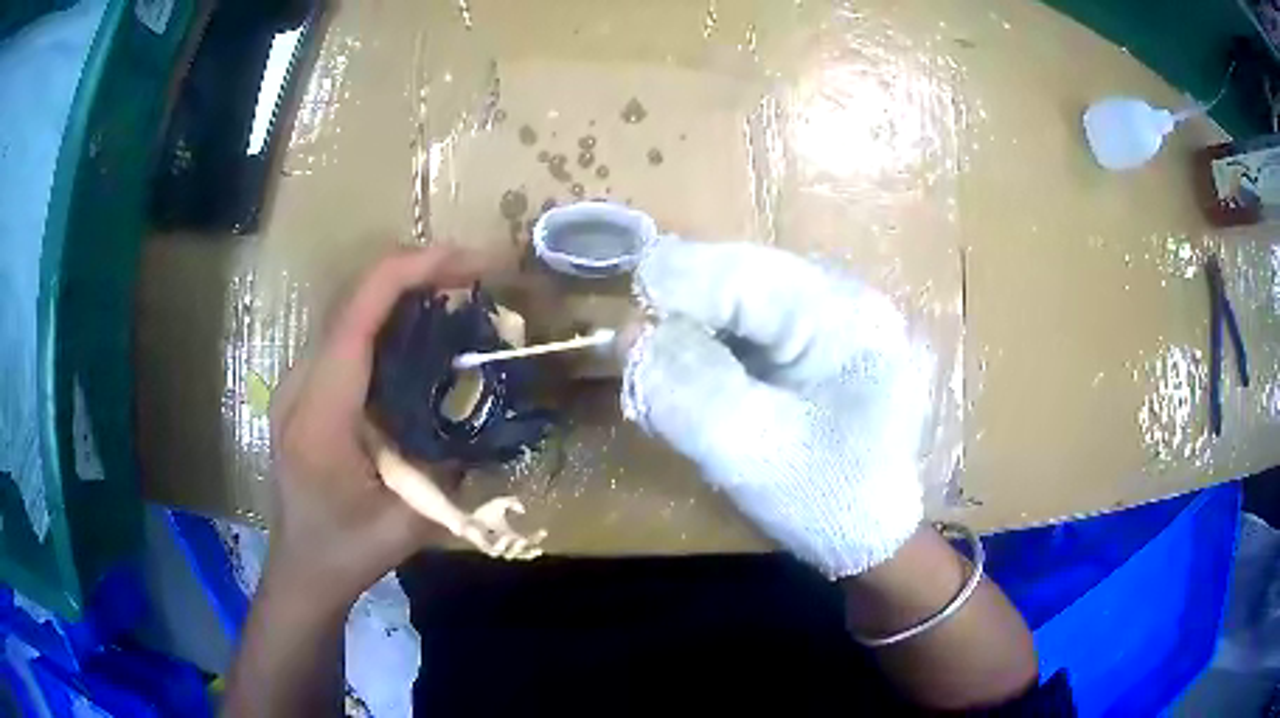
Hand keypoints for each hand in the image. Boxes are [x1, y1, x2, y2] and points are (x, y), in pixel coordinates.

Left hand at [267, 245, 481, 606]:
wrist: (301, 568)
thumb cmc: (347, 552)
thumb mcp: (410, 524)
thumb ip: (451, 469)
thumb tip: (491, 413)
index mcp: (321, 415)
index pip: (356, 316)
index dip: (410, 272)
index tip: (468, 262)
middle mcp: (300, 384)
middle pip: (351, 298)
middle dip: (414, 270)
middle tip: (475, 273)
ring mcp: (296, 383)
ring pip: (347, 310)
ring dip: (401, 289)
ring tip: (455, 290)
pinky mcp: (304, 389)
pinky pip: (344, 333)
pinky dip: (385, 316)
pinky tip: (419, 329)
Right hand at [622, 238, 930, 577]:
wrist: (879, 535)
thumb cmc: (833, 503)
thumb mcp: (756, 455)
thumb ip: (690, 392)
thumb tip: (633, 334)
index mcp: (844, 314)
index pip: (739, 272)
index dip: (670, 294)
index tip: (624, 339)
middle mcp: (841, 296)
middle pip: (736, 276)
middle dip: (682, 319)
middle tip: (643, 371)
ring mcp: (830, 316)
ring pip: (735, 300)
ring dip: (692, 338)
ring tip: (667, 386)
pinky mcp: (815, 341)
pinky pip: (747, 328)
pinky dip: (711, 353)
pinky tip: (701, 389)